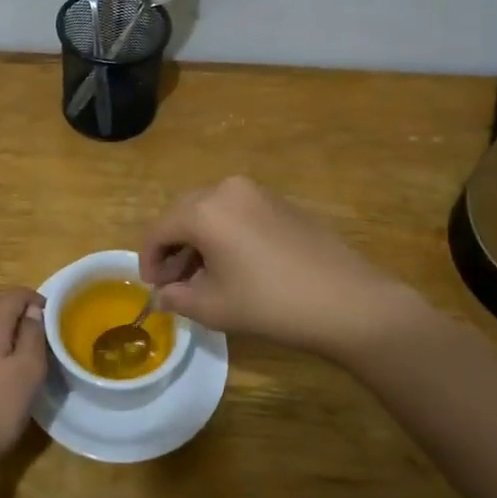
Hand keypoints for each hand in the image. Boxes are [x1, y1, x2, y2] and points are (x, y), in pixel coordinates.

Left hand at [0, 289, 47, 480]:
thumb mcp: (28, 372)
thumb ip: (33, 336)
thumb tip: (34, 311)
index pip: (14, 294)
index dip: (35, 298)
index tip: (55, 316)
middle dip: (16, 305)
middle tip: (39, 326)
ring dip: (2, 322)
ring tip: (23, 344)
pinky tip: (1, 364)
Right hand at [141, 176, 450, 365]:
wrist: (347, 300)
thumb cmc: (271, 304)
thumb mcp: (214, 307)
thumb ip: (177, 298)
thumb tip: (163, 295)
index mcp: (204, 210)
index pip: (158, 230)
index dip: (148, 260)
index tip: (153, 289)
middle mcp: (227, 189)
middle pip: (183, 214)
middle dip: (172, 248)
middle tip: (175, 283)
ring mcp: (258, 192)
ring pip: (210, 212)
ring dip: (198, 240)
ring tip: (204, 277)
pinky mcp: (281, 203)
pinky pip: (237, 213)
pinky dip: (224, 234)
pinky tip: (236, 265)